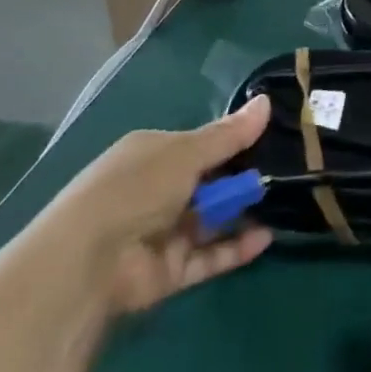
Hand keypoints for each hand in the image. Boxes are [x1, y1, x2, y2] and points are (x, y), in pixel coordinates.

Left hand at [32, 97, 273, 316]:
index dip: (232, 141)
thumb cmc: (136, 188)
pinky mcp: (169, 271)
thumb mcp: (187, 152)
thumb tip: (267, 101)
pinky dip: (236, 248)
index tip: (269, 138)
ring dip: (241, 212)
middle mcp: (157, 190)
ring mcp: (162, 232)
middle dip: (241, 178)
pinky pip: (209, 256)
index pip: (199, 144)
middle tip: (283, 171)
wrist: (87, 263)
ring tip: (283, 201)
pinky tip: (265, 237)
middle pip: (208, 182)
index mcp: (152, 154)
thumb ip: (229, 134)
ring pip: (211, 219)